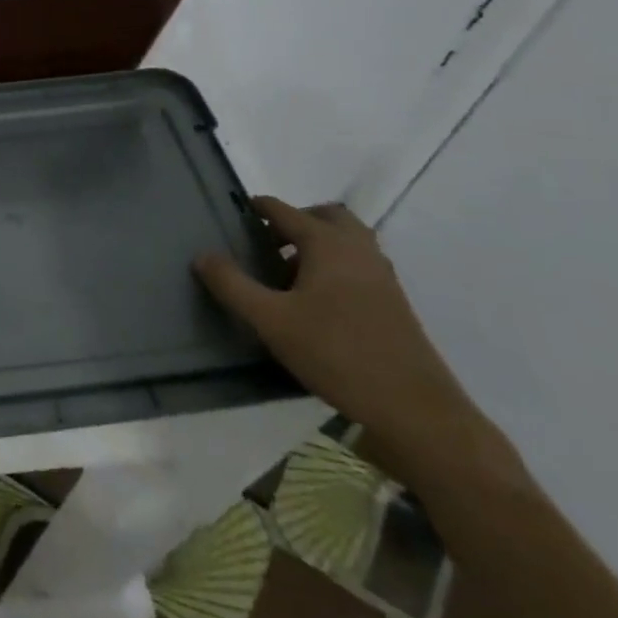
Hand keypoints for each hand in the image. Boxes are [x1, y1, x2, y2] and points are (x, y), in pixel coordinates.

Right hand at [194, 198, 489, 472]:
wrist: (415, 409)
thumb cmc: (337, 354)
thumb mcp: (271, 320)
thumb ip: (232, 285)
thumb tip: (203, 256)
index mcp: (327, 244)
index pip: (283, 210)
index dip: (256, 208)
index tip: (233, 214)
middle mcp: (358, 249)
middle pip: (325, 215)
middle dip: (295, 220)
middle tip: (267, 241)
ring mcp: (381, 275)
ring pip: (348, 239)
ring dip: (318, 242)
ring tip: (288, 270)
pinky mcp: (393, 301)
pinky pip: (359, 262)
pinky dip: (335, 264)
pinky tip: (316, 298)